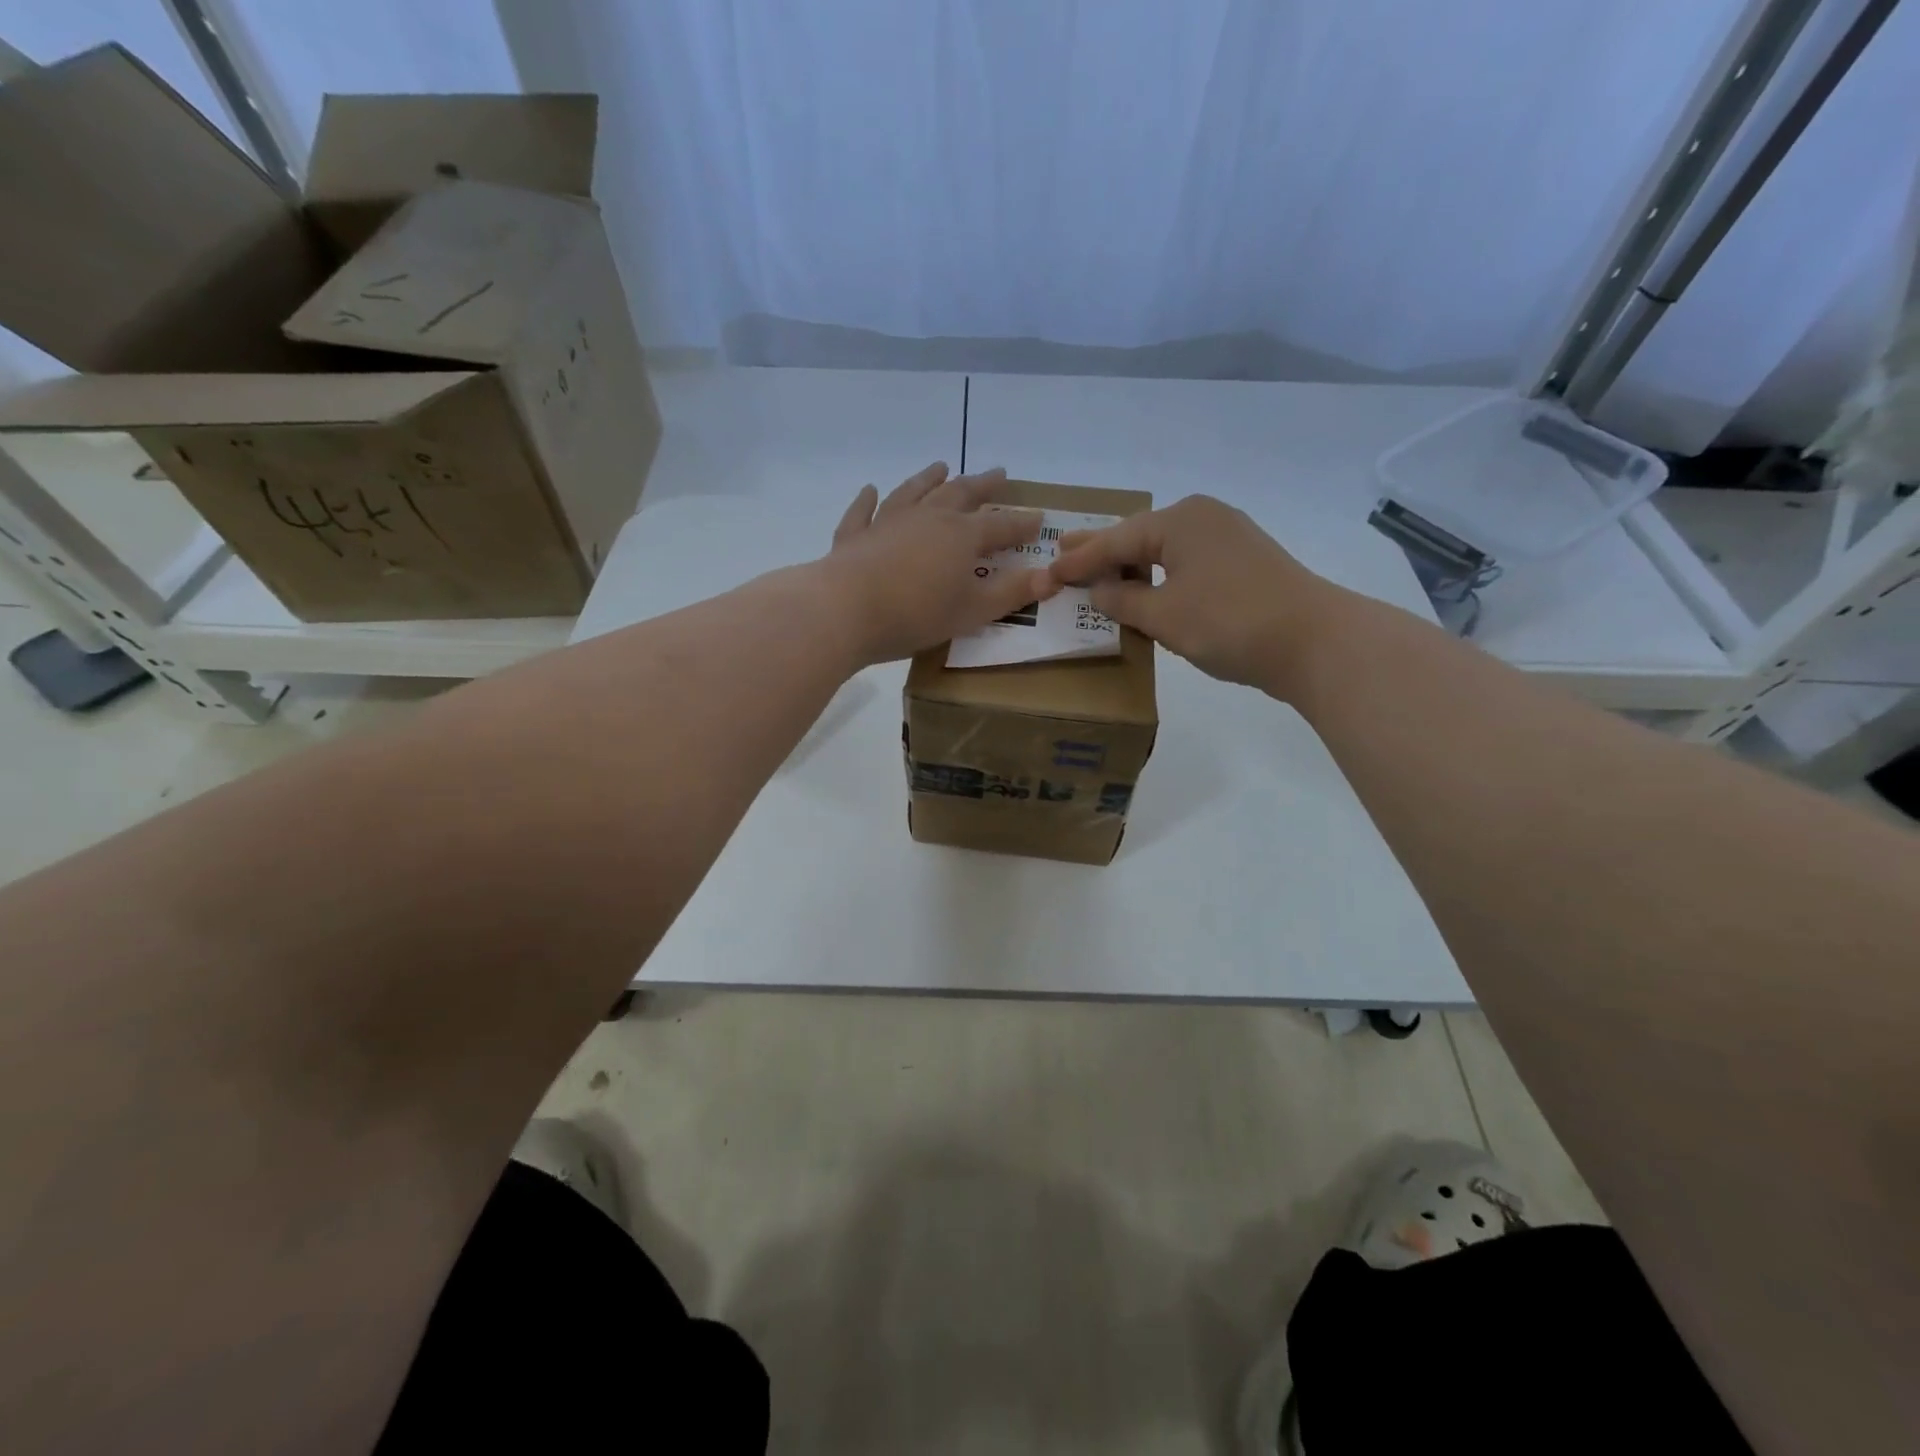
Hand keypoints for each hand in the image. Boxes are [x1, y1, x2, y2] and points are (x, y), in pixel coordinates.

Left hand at [819, 462, 1057, 665]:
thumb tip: (1050, 578)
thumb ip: (1011, 593)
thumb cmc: (916, 613)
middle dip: (982, 485)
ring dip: (929, 478)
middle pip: (960, 494)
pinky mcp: (855, 536)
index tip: (1038, 518)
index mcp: (961, 537)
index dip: (1021, 524)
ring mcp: (888, 522)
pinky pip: (863, 512)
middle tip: (998, 474)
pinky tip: (870, 490)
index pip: (1000, 526)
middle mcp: (928, 518)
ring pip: (914, 492)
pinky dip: (868, 500)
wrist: (846, 609)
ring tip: (941, 466)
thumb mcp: (972, 610)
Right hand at [1049, 495, 1338, 696]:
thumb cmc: (1229, 623)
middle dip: (1102, 550)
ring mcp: (1228, 537)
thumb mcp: (1163, 616)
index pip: (1115, 541)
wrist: (1314, 641)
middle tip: (1063, 552)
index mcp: (1178, 521)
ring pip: (1164, 549)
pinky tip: (1145, 586)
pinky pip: (1186, 562)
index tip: (1048, 571)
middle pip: (1139, 536)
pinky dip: (1160, 574)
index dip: (1079, 560)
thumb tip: (1100, 590)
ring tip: (1098, 572)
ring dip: (1132, 565)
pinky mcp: (1244, 561)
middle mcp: (1203, 517)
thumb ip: (1122, 601)